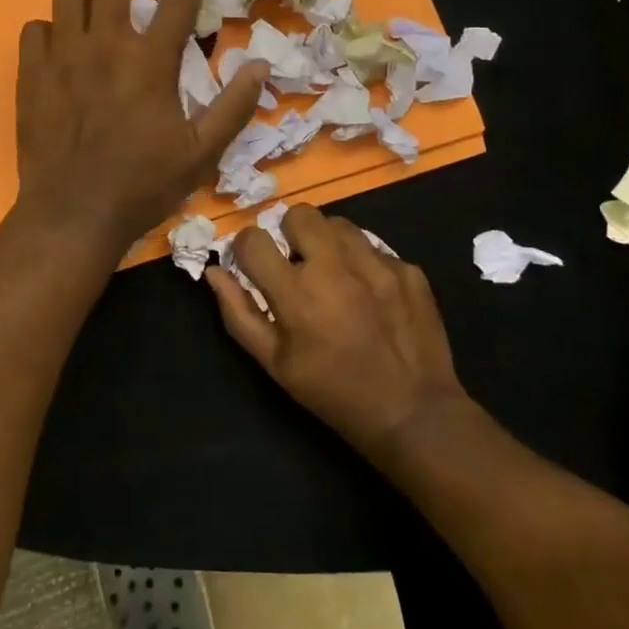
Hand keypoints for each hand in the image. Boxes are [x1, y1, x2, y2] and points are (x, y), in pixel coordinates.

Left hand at [16, 0, 267, 252]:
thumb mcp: (201, 153)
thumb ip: (234, 106)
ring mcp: (62, 56)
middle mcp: (105, 45)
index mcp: (150, 61)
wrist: (73, 213)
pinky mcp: (31, 74)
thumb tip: (260, 65)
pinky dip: (49, 27)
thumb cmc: (142, 185)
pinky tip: (59, 41)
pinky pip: (34, 29)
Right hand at [208, 206, 473, 464]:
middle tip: (298, 263)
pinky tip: (370, 294)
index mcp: (297, 293)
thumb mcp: (275, 365)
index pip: (254, 239)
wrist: (413, 413)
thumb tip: (214, 272)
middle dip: (291, 233)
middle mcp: (336, 268)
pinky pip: (375, 248)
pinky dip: (365, 263)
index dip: (247, 247)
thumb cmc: (333, 393)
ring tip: (335, 274)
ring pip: (340, 224)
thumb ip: (238, 314)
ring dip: (328, 243)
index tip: (254, 263)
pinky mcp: (408, 270)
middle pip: (300, 214)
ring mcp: (377, 265)